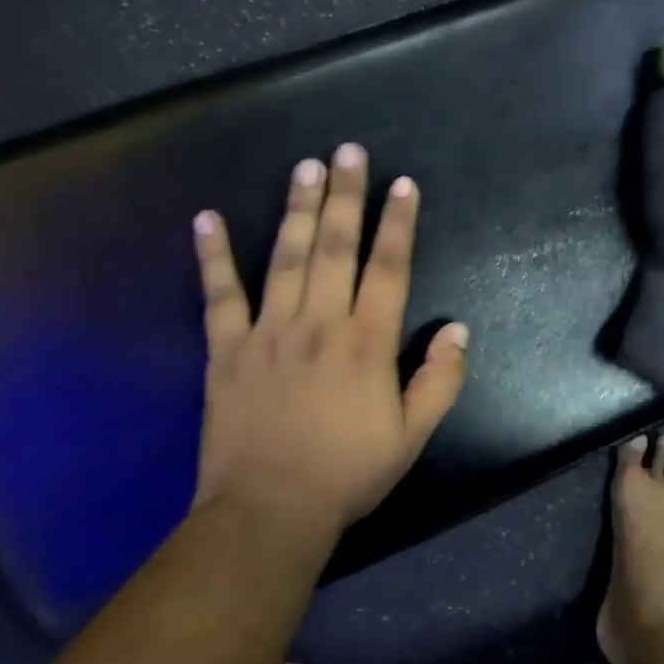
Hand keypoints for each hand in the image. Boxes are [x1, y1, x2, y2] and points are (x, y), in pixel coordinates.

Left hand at [190, 143, 468, 534]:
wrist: (268, 511)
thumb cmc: (348, 474)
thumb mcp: (413, 436)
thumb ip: (440, 380)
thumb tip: (457, 329)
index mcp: (366, 343)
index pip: (388, 268)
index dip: (397, 224)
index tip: (403, 185)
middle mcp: (319, 323)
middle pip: (334, 247)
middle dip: (344, 195)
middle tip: (347, 152)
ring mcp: (268, 332)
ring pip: (284, 257)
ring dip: (295, 208)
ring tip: (304, 167)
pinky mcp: (226, 350)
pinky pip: (219, 295)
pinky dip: (212, 256)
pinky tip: (205, 218)